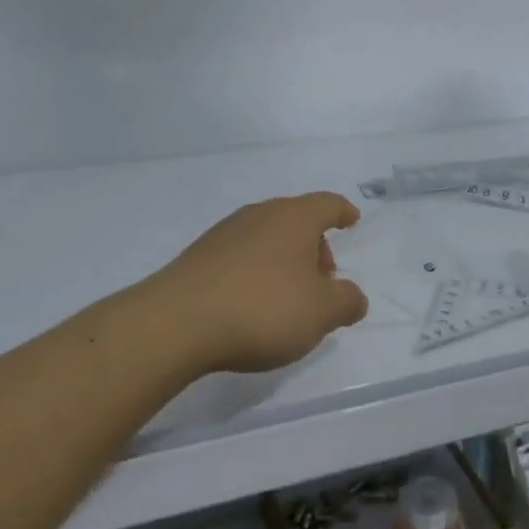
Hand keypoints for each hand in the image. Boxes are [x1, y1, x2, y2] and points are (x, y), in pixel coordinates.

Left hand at [144, 193, 369, 374]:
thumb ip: (347, 302)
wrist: (175, 324)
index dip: (343, 212)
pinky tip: (253, 304)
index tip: (351, 221)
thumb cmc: (262, 309)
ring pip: (267, 238)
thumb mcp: (321, 313)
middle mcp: (259, 215)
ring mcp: (224, 234)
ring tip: (289, 298)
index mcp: (293, 218)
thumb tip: (354, 297)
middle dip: (315, 246)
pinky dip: (256, 272)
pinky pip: (241, 256)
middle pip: (296, 220)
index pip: (327, 204)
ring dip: (284, 261)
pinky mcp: (198, 257)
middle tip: (324, 280)